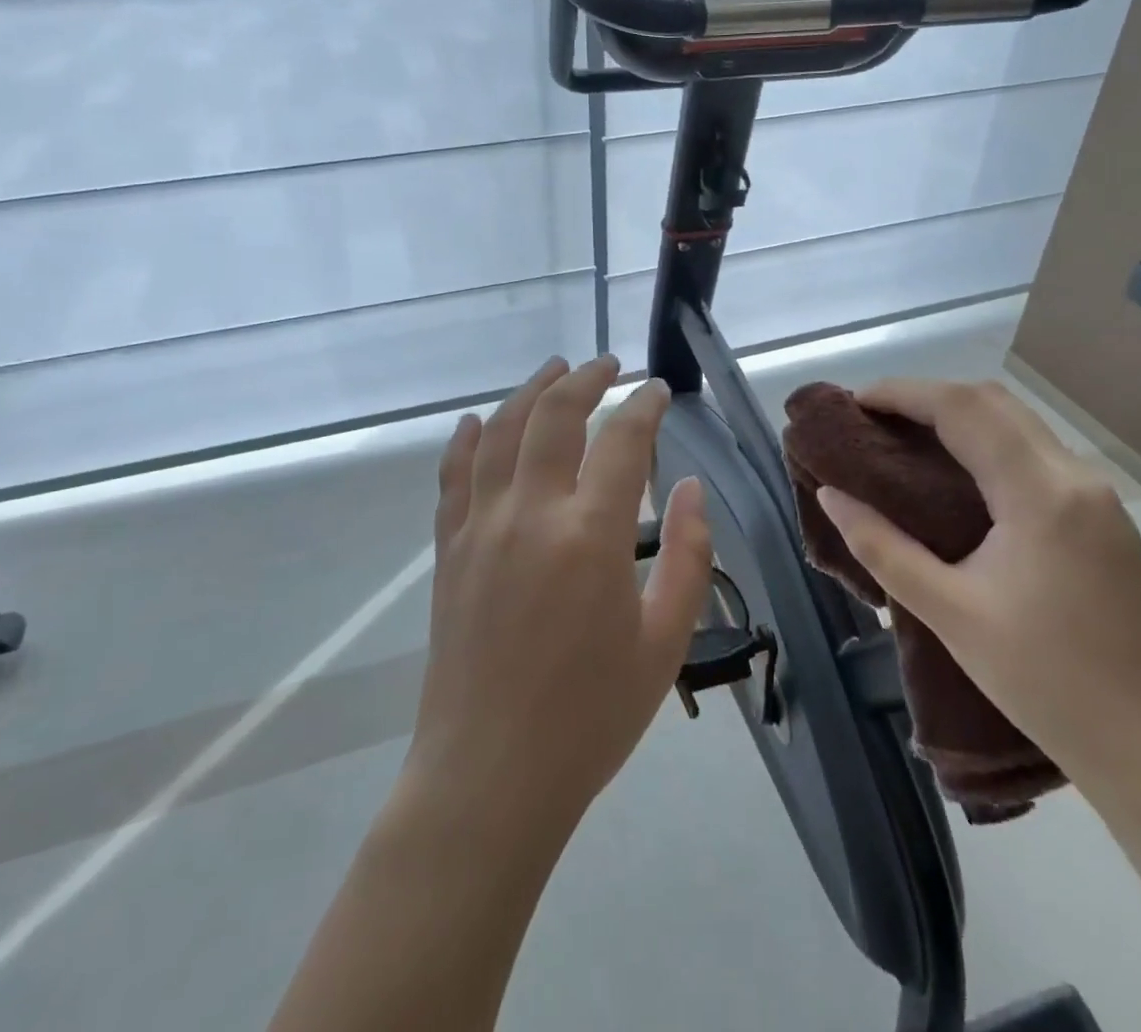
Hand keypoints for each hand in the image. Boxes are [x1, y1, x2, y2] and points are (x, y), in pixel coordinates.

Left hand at [405, 356, 712, 831]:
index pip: (623, 440)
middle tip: (609, 364)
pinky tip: (478, 422)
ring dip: (530, 391)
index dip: (644, 406)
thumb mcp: (664, 641)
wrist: (489, 776)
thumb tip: (691, 487)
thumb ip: (688, 555)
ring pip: (501, 431)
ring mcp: (480, 526)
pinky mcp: (449, 549)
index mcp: (591, 535)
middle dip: (586, 379)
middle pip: (555, 415)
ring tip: (554, 369)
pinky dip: (468, 439)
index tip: (658, 390)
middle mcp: (530, 513)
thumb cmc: (590, 717)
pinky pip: (454, 475)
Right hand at [814, 379, 1140, 789]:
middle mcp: (1075, 477)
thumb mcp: (949, 613)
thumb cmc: (1047, 683)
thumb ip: (882, 547)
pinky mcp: (1105, 519)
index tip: (853, 403)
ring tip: (904, 441)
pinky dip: (987, 443)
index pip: (963, 408)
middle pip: (993, 402)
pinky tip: (958, 476)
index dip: (903, 393)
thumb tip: (832, 496)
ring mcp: (1098, 497)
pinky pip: (1035, 454)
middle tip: (872, 421)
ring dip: (959, 417)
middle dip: (927, 397)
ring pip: (1019, 424)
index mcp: (1040, 494)